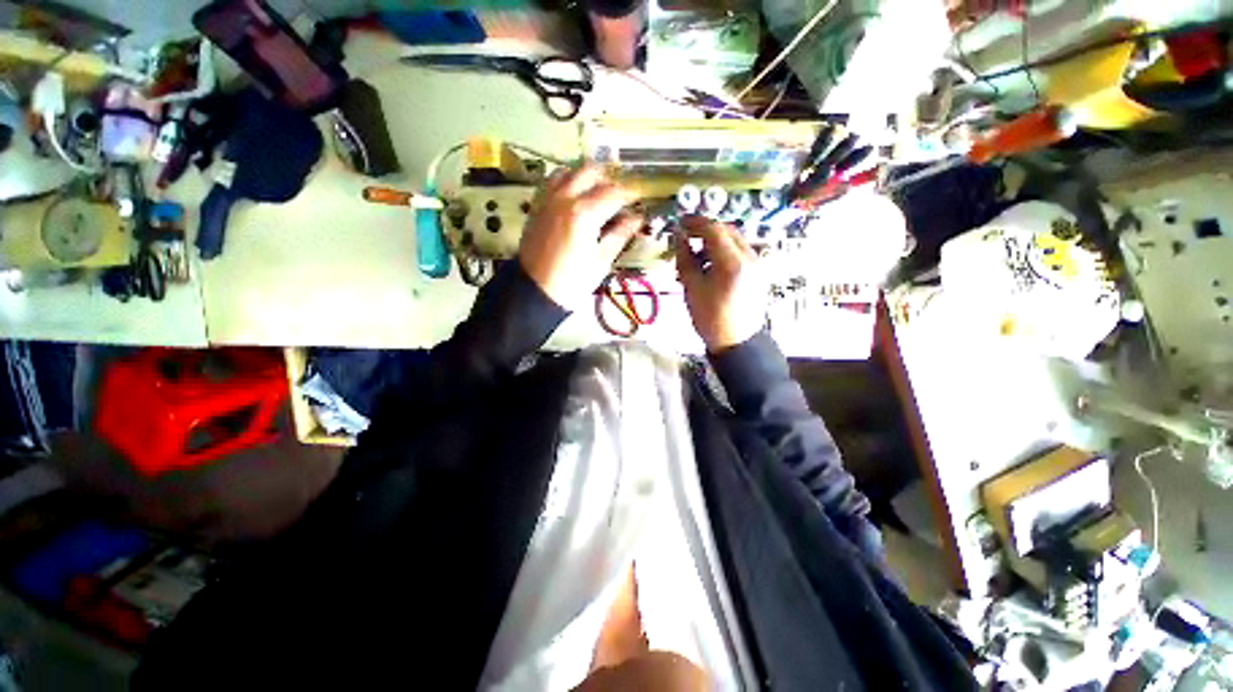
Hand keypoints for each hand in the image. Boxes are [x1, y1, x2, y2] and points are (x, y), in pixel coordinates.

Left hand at [519, 165, 641, 308]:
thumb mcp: (601, 261)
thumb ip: (620, 234)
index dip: (631, 194)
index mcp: (584, 213)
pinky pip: (552, 181)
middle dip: (609, 180)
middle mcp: (564, 197)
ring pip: (570, 170)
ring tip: (597, 194)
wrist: (535, 292)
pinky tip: (575, 196)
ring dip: (587, 177)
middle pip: (591, 171)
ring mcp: (547, 199)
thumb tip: (637, 218)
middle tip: (619, 197)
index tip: (640, 201)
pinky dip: (567, 181)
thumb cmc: (572, 282)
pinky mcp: (537, 205)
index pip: (614, 192)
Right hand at [676, 216, 766, 351]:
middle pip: (726, 230)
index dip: (695, 222)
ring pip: (734, 240)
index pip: (713, 229)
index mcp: (732, 262)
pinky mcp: (758, 271)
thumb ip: (685, 258)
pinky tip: (711, 266)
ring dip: (714, 241)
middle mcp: (750, 257)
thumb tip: (679, 236)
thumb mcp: (691, 288)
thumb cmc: (710, 318)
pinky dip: (724, 251)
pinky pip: (740, 251)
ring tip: (697, 257)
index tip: (680, 223)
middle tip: (687, 238)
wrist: (736, 342)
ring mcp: (757, 263)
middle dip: (705, 230)